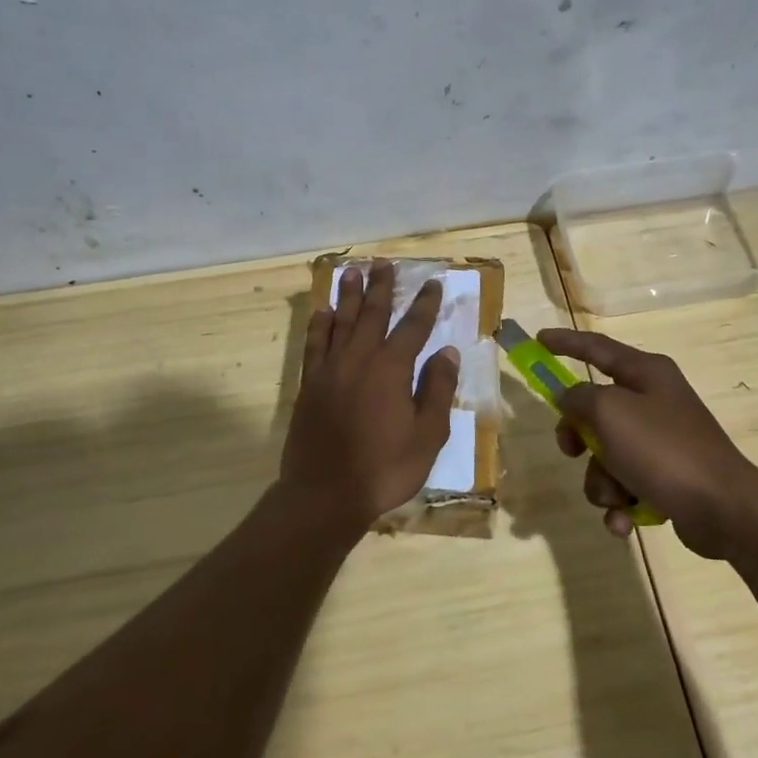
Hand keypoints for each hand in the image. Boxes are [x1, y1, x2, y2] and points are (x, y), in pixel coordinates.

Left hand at [281, 261, 459, 523]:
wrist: (325, 493)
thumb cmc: (384, 468)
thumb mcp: (427, 436)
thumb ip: (436, 390)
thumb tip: (447, 352)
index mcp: (392, 369)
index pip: (413, 327)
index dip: (424, 304)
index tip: (432, 282)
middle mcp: (359, 359)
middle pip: (372, 313)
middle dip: (381, 287)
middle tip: (384, 263)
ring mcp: (330, 370)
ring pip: (340, 322)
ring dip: (348, 295)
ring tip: (352, 272)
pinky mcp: (310, 384)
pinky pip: (314, 344)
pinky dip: (319, 325)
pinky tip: (322, 312)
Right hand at [538, 328, 756, 557]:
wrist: (724, 509)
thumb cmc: (663, 449)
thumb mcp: (609, 413)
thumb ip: (579, 399)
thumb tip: (570, 399)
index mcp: (646, 373)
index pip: (597, 348)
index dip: (566, 342)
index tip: (539, 339)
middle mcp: (654, 402)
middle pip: (595, 410)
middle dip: (578, 437)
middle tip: (572, 450)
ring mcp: (662, 442)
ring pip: (606, 455)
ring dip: (601, 480)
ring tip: (616, 496)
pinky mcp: (666, 479)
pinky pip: (625, 486)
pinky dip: (620, 504)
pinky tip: (624, 521)